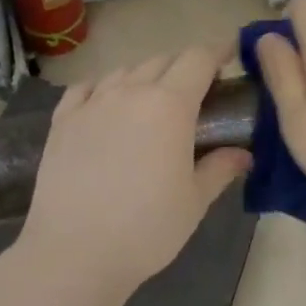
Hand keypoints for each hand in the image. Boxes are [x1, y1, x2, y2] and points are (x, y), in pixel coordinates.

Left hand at [15, 46, 251, 303]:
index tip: (230, 55)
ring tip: (153, 99)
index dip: (217, 52)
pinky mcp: (62, 121)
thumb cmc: (146, 229)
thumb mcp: (194, 201)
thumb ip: (220, 168)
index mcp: (170, 105)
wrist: (74, 253)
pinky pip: (86, 87)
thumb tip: (244, 154)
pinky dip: (104, 87)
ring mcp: (92, 103)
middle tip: (198, 90)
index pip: (198, 59)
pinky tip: (107, 103)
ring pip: (124, 71)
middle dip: (185, 66)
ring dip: (146, 76)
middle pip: (163, 60)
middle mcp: (130, 91)